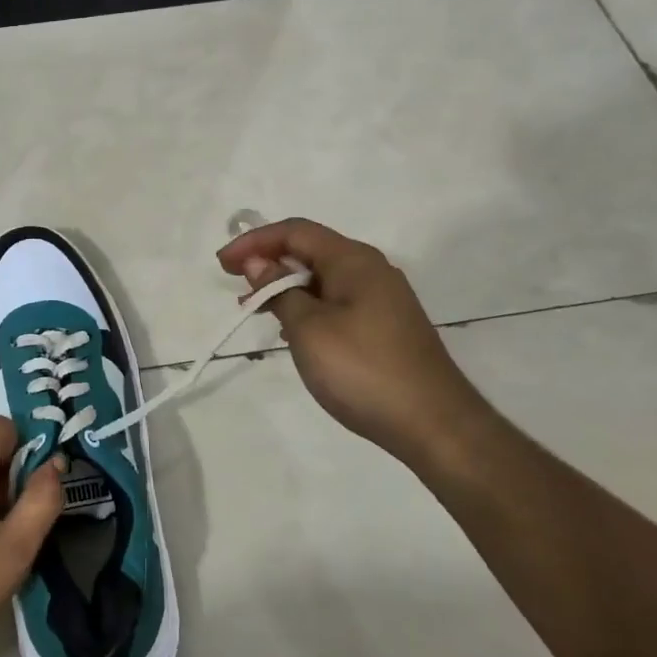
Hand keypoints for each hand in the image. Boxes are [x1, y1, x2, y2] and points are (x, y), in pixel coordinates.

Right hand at [217, 218, 493, 469]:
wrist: (433, 424)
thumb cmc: (363, 370)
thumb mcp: (308, 328)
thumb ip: (280, 290)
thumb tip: (259, 262)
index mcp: (354, 261)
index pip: (296, 231)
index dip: (255, 241)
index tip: (222, 264)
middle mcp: (371, 270)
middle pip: (311, 251)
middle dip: (269, 263)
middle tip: (236, 288)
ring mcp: (382, 300)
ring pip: (322, 278)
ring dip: (285, 287)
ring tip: (256, 310)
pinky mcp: (385, 326)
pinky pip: (336, 301)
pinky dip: (306, 306)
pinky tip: (292, 332)